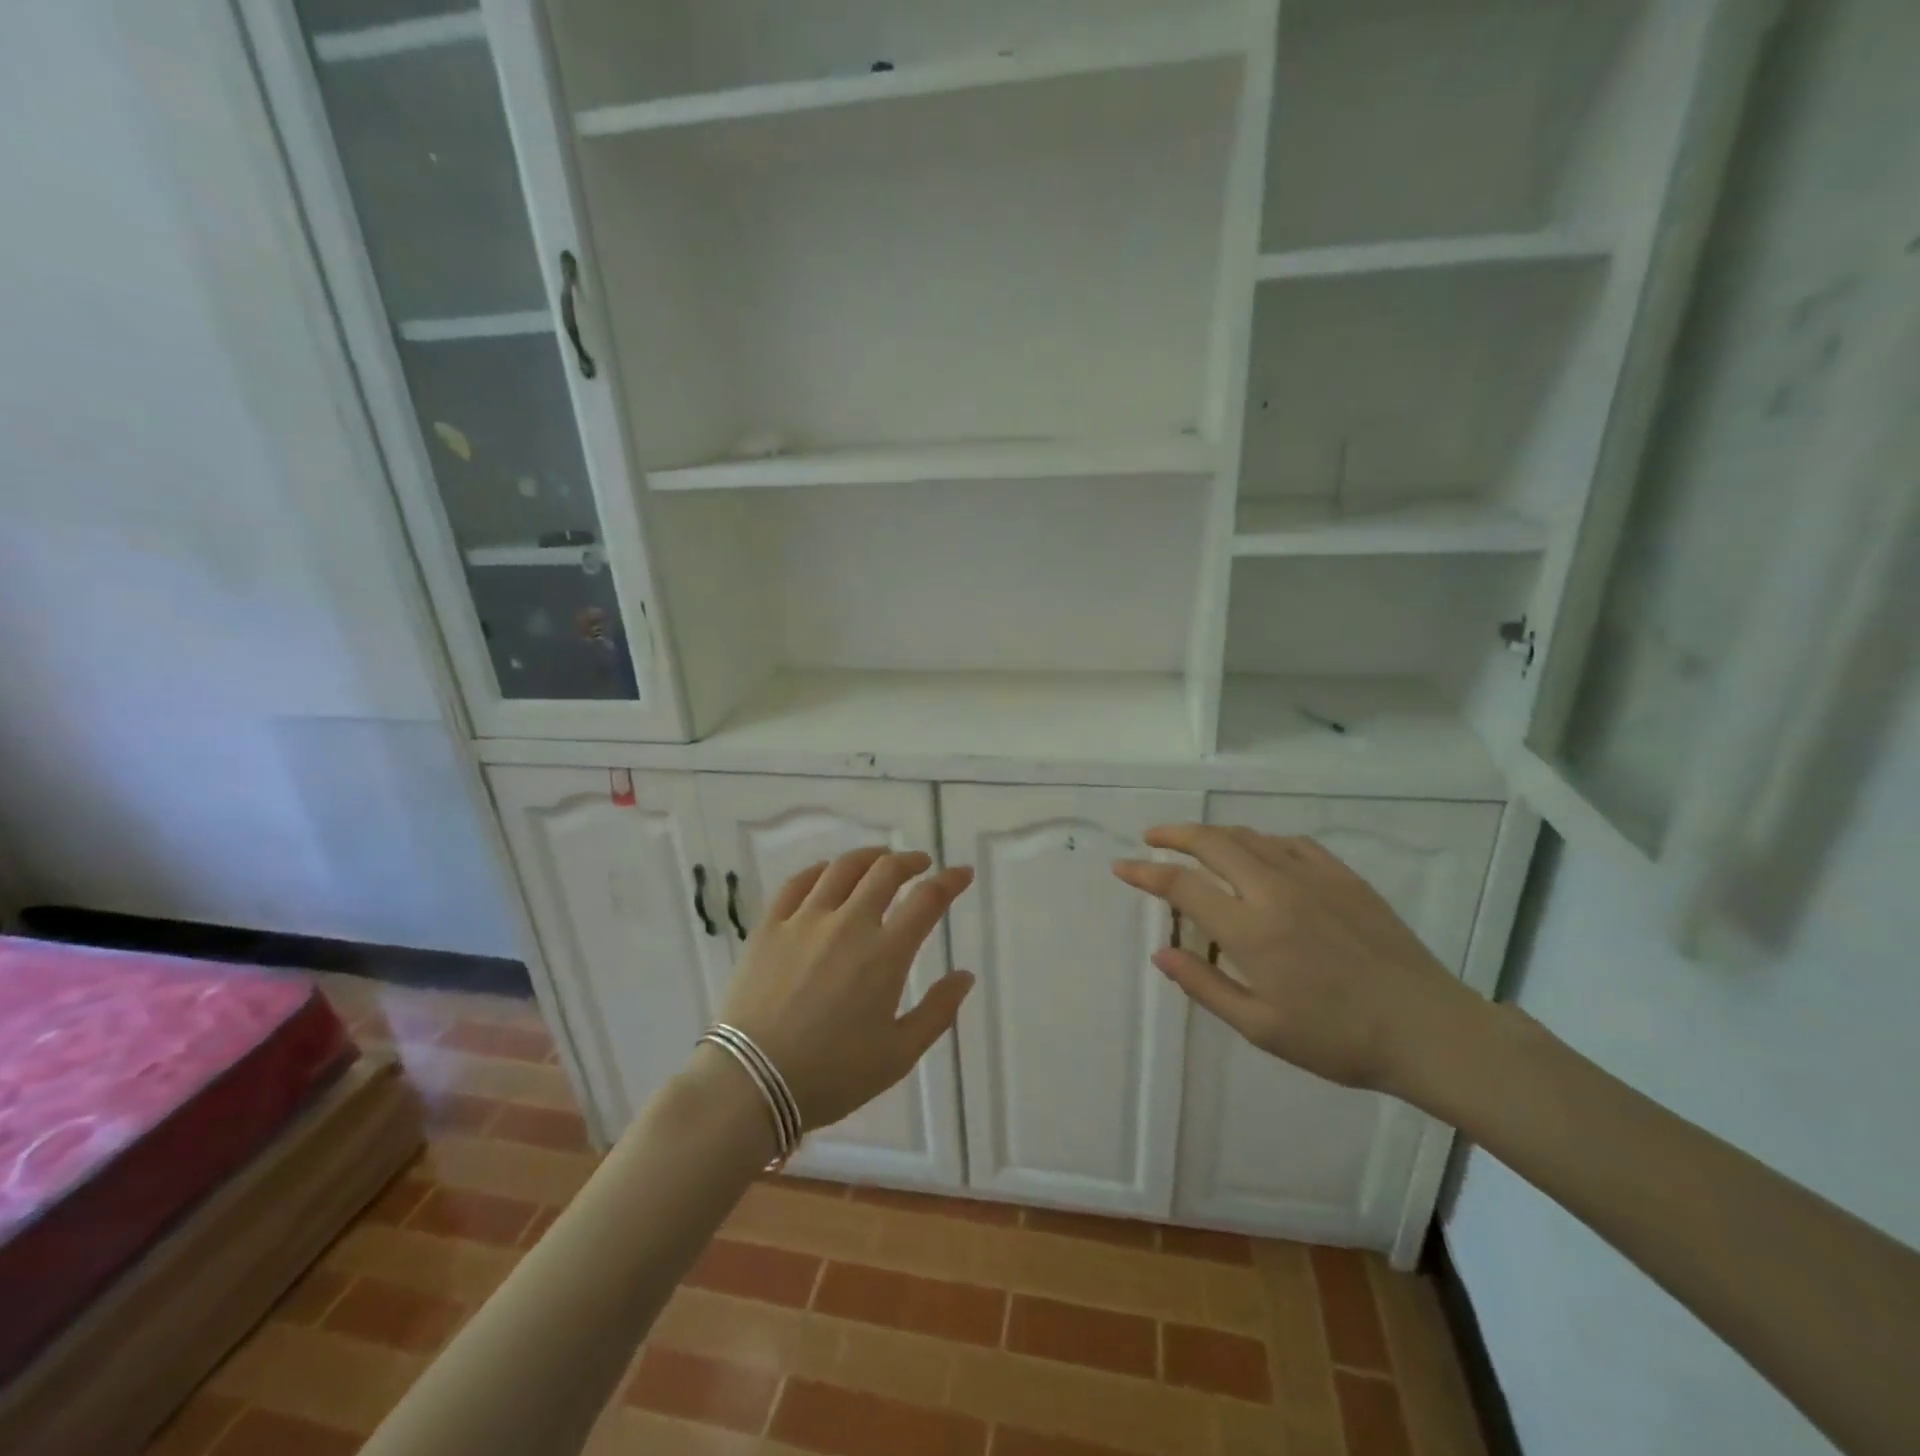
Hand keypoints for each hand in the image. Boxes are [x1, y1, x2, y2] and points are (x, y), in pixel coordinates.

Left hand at [718, 848, 974, 1130]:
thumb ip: (938, 1012)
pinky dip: (819, 870)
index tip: (962, 873)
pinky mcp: (770, 927)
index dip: (950, 881)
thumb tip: (965, 975)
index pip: (927, 900)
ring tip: (879, 859)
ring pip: (842, 869)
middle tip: (920, 864)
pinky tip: (826, 873)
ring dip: (868, 857)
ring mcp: (805, 921)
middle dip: (910, 861)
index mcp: (885, 954)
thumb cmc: (832, 1075)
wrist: (752, 1082)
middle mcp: (848, 924)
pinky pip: (797, 883)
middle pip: (885, 872)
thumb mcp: (899, 1055)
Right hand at [1113, 825, 1475, 1094]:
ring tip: (1194, 843)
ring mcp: (1312, 877)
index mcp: (1250, 930)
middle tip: (1151, 837)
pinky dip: (1260, 841)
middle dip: (1173, 834)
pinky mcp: (1343, 876)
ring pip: (1249, 837)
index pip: (1183, 886)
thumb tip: (1160, 953)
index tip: (1122, 866)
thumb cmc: (1338, 1039)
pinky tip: (1257, 853)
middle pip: (1212, 843)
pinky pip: (1290, 843)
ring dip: (1213, 834)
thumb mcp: (1261, 1027)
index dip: (1146, 872)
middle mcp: (1274, 890)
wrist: (1427, 1029)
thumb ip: (1205, 985)